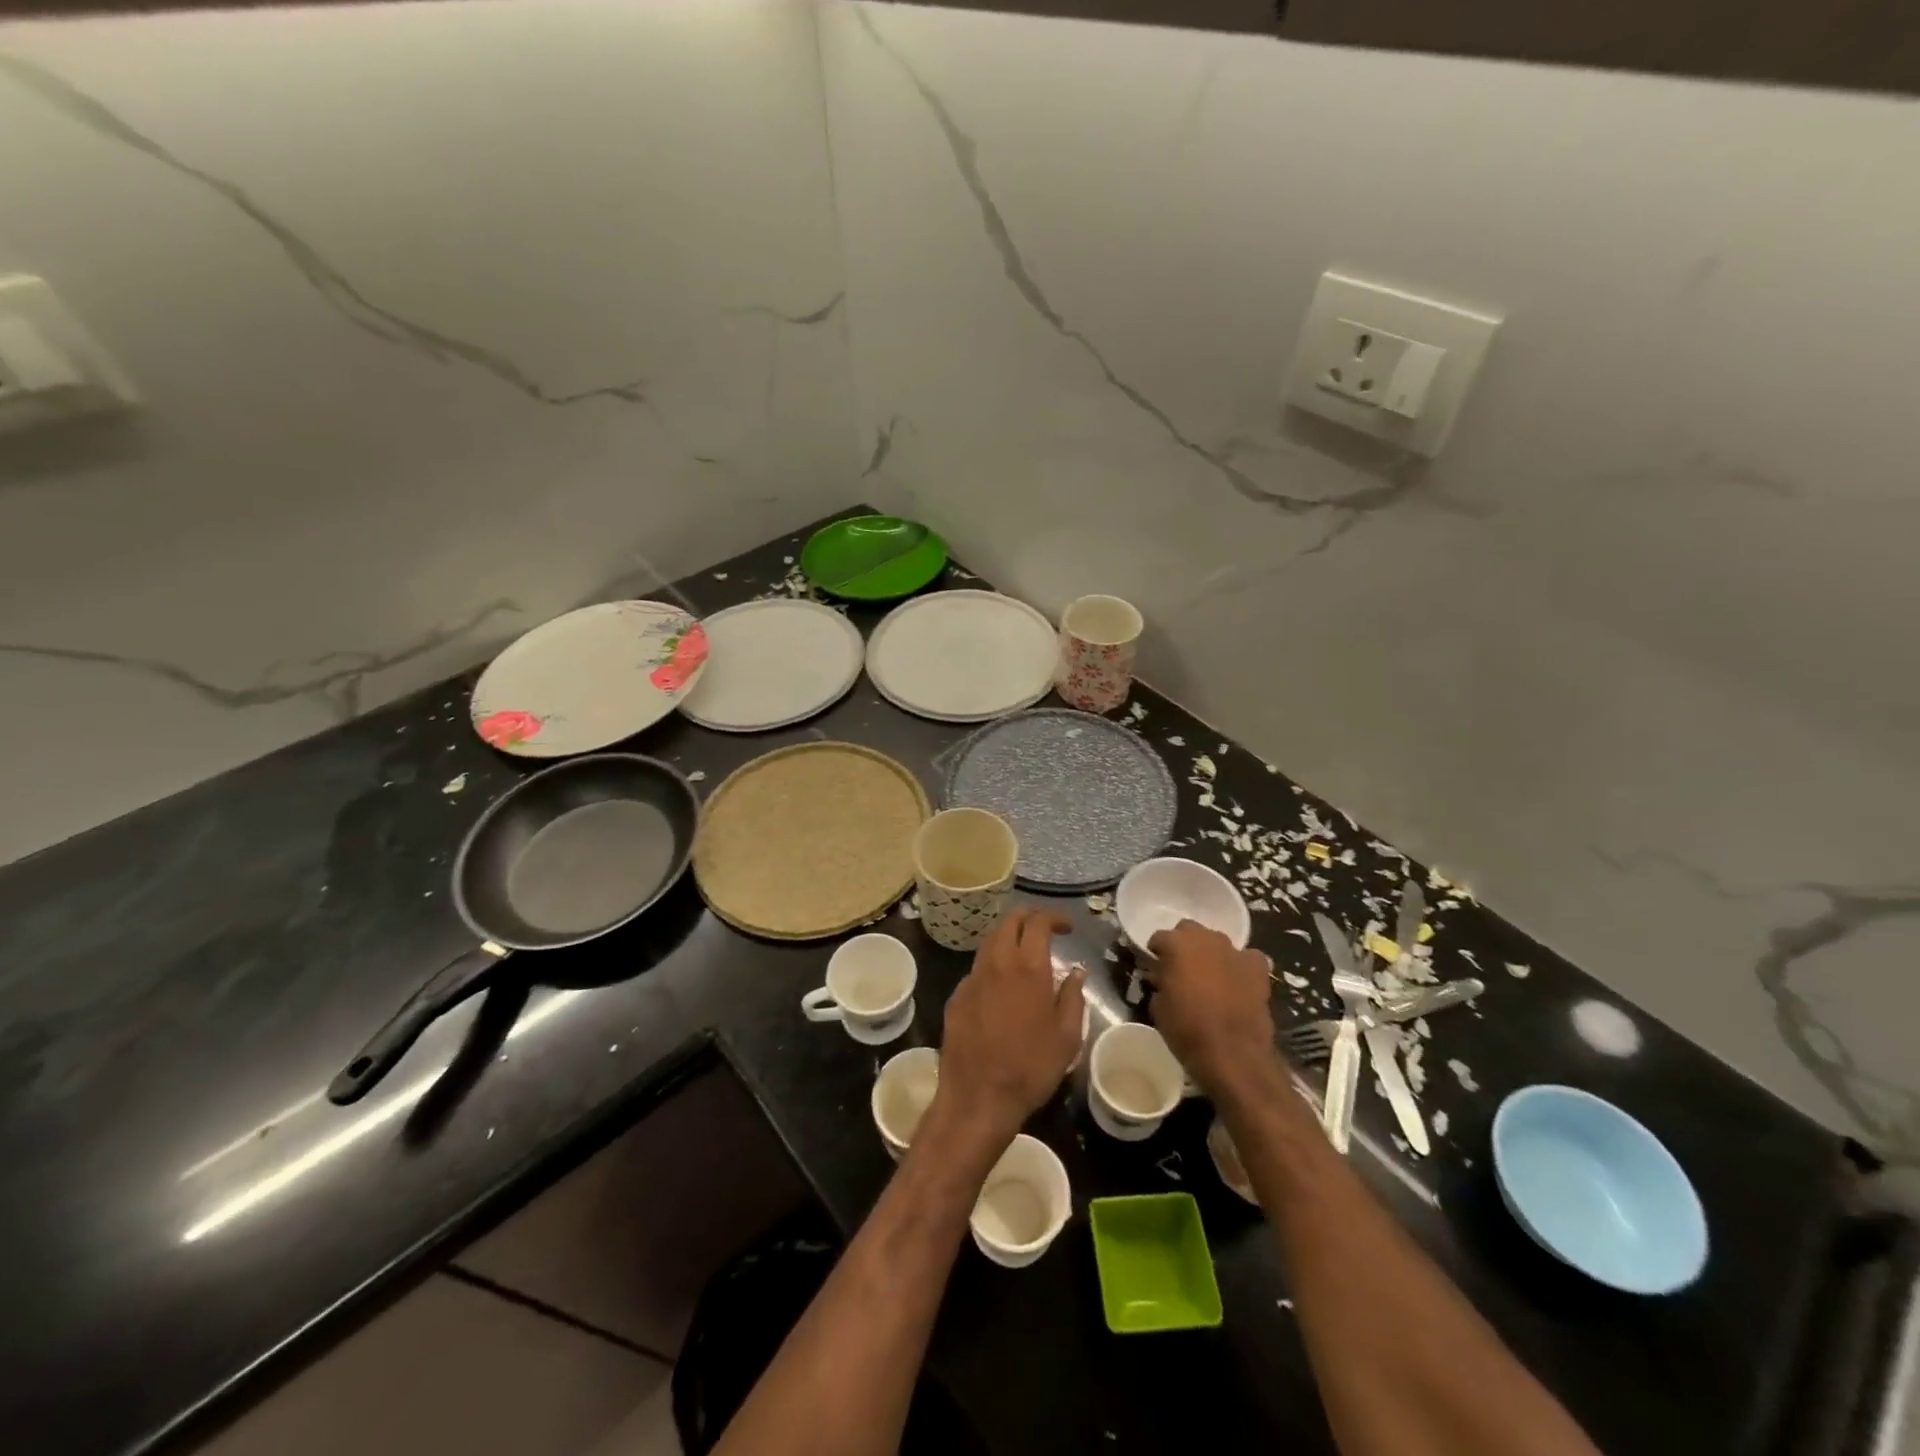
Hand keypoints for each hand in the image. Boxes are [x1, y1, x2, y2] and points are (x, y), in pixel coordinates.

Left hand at [936, 908, 1086, 1142]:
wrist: (978, 1097)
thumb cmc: (1031, 1068)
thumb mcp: (1067, 1037)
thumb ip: (1073, 997)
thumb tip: (1076, 972)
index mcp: (1028, 967)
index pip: (1038, 922)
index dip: (1054, 917)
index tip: (1067, 928)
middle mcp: (997, 963)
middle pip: (1009, 922)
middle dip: (1028, 918)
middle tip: (1045, 929)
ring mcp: (972, 978)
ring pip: (989, 942)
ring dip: (1008, 938)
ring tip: (1024, 953)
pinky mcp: (956, 997)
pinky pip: (977, 969)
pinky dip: (993, 966)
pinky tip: (1001, 986)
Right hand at [1145, 920, 1275, 1095]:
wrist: (1232, 1053)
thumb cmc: (1186, 1030)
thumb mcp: (1158, 1006)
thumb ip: (1159, 982)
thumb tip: (1162, 978)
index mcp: (1176, 944)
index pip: (1159, 937)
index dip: (1156, 953)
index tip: (1155, 967)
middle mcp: (1205, 939)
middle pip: (1189, 930)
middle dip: (1184, 945)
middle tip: (1181, 968)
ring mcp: (1234, 951)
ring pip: (1217, 942)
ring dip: (1211, 954)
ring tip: (1210, 977)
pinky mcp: (1257, 968)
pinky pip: (1247, 957)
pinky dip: (1240, 966)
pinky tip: (1238, 981)